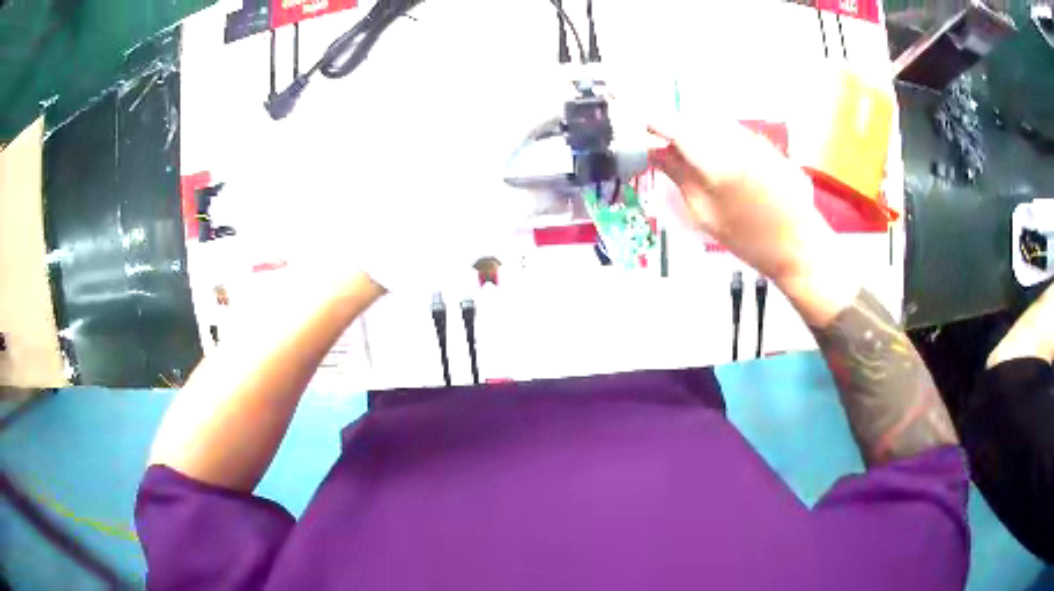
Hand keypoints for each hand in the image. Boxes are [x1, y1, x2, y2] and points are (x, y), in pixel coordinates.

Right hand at [647, 118, 857, 325]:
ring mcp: (754, 139)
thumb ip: (679, 177)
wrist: (800, 247)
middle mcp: (736, 141)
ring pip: (712, 123)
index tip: (638, 124)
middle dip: (674, 127)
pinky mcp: (767, 144)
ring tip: (690, 157)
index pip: (675, 127)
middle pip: (693, 119)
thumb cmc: (751, 241)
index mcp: (717, 162)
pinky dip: (716, 138)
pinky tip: (719, 163)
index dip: (653, 121)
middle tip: (661, 146)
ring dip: (695, 132)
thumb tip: (655, 152)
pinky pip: (731, 131)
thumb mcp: (706, 215)